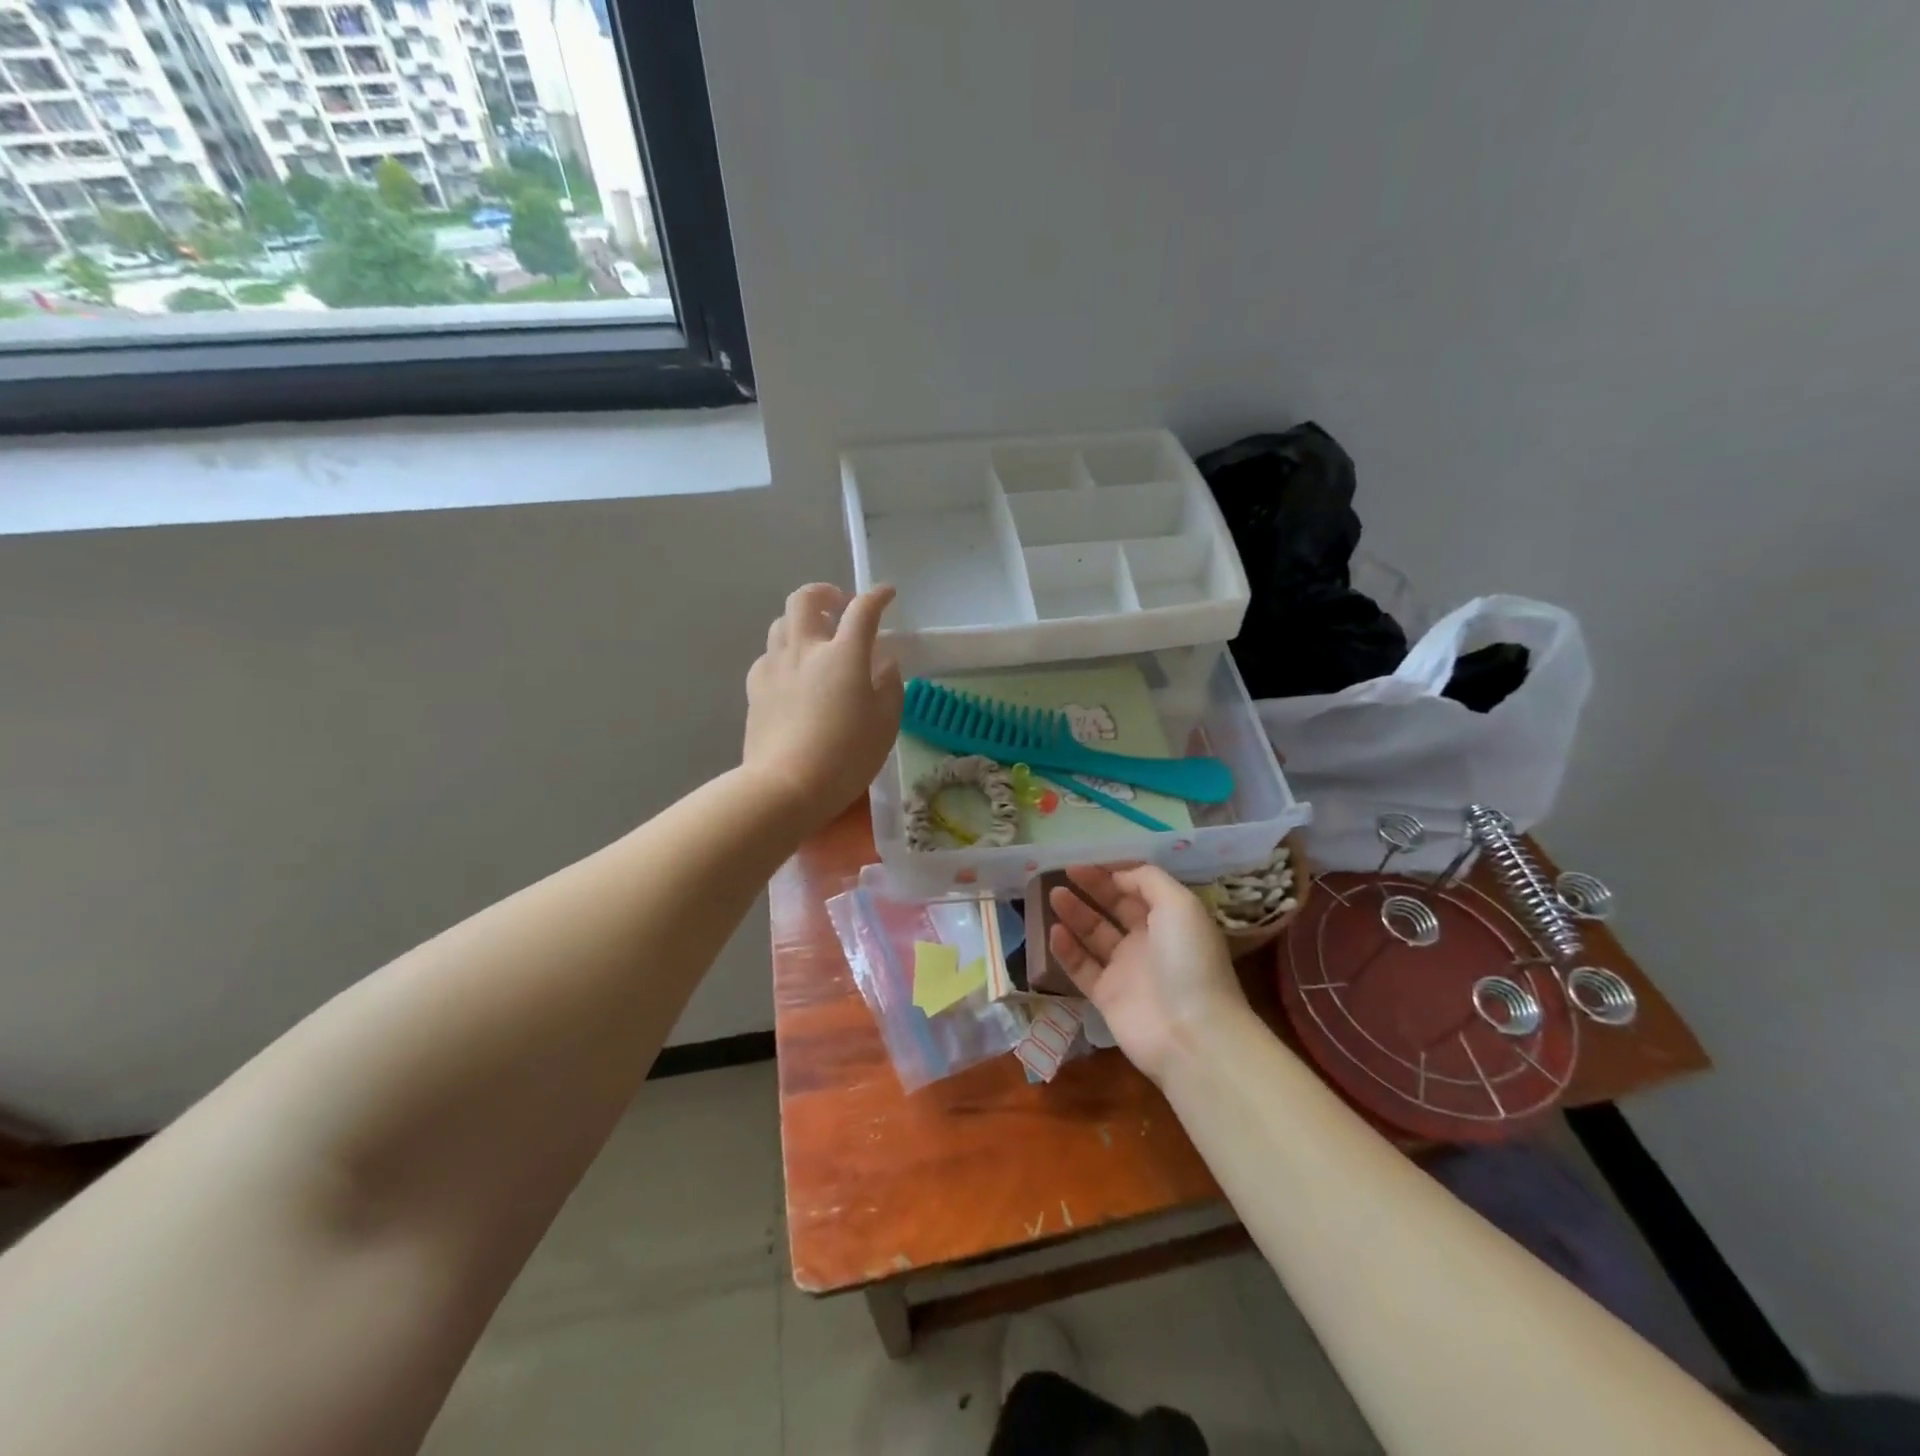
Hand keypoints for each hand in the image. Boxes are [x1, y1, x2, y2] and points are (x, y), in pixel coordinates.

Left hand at [743, 583, 903, 828]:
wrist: (785, 786)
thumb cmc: (846, 756)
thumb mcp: (885, 724)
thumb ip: (889, 686)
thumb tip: (884, 663)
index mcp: (843, 655)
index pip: (862, 610)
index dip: (877, 596)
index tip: (887, 594)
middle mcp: (806, 649)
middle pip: (806, 598)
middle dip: (824, 592)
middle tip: (838, 606)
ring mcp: (775, 666)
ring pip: (781, 622)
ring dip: (801, 621)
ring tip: (815, 639)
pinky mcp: (755, 688)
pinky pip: (768, 655)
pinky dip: (783, 653)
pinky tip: (792, 673)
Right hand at [1048, 863, 1248, 1084]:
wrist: (1191, 1033)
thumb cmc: (1189, 960)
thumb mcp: (1180, 904)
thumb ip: (1148, 880)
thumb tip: (1117, 876)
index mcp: (1170, 920)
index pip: (1137, 890)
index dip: (1113, 874)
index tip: (1086, 862)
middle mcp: (1148, 943)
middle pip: (1114, 909)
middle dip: (1091, 889)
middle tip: (1064, 873)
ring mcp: (1126, 971)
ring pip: (1094, 936)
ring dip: (1075, 914)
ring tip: (1054, 895)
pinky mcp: (1106, 997)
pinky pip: (1081, 967)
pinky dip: (1067, 949)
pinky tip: (1054, 931)